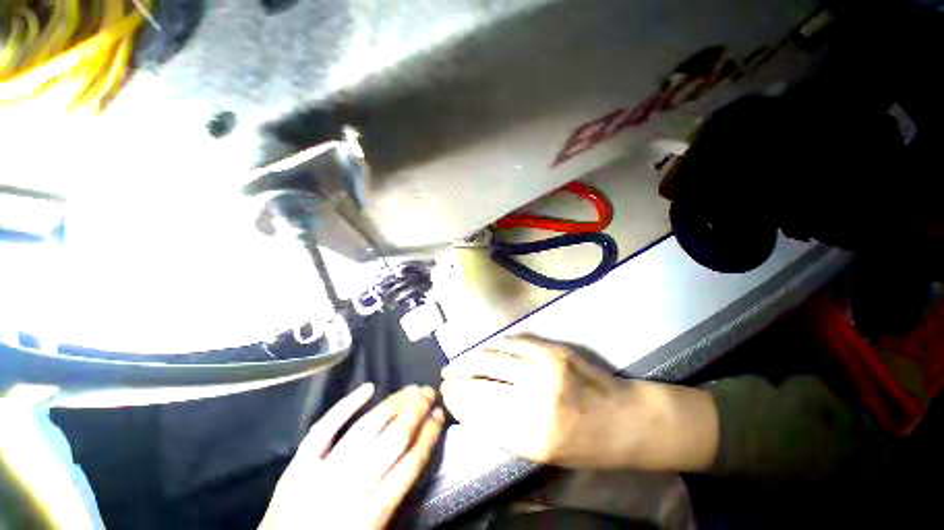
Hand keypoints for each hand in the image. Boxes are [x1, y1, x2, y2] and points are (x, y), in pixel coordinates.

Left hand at [261, 384, 444, 529]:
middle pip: (393, 439)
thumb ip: (394, 497)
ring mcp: (321, 473)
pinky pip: (325, 428)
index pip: (411, 464)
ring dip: (394, 403)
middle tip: (430, 392)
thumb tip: (414, 454)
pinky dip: (347, 405)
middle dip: (417, 411)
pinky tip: (369, 388)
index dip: (429, 434)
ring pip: (367, 427)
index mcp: (372, 515)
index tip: (440, 413)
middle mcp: (350, 488)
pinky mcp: (298, 466)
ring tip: (411, 389)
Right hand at [440, 336, 626, 467]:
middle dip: (458, 377)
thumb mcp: (543, 453)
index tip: (446, 396)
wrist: (626, 418)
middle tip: (445, 377)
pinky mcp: (552, 348)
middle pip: (482, 378)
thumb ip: (505, 429)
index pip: (479, 411)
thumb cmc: (586, 445)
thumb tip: (473, 408)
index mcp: (533, 433)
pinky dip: (494, 347)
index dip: (458, 401)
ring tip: (458, 363)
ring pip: (494, 356)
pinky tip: (485, 351)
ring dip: (471, 359)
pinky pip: (513, 343)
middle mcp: (535, 395)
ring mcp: (544, 365)